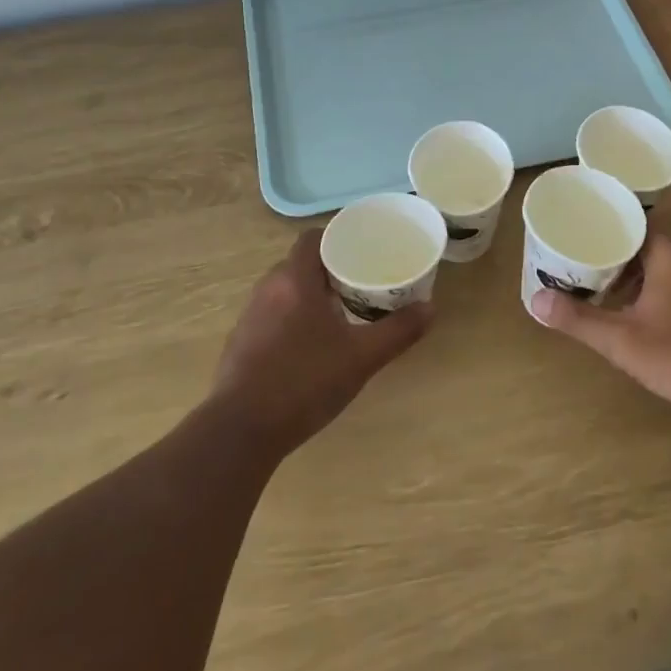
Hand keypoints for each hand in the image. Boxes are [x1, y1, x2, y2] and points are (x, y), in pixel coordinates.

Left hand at [210, 230, 432, 455]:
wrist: (241, 432)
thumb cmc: (304, 382)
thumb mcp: (361, 358)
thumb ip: (397, 331)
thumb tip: (431, 309)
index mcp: (294, 280)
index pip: (312, 239)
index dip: (337, 238)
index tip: (362, 250)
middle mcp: (267, 289)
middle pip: (300, 264)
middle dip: (329, 269)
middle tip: (360, 282)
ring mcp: (249, 318)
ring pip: (285, 291)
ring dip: (310, 295)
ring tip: (340, 312)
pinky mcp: (240, 344)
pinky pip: (271, 316)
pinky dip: (292, 319)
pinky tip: (310, 346)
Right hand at [528, 233, 670, 433]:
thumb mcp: (622, 341)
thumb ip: (578, 319)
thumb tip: (536, 301)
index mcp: (670, 252)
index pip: (632, 227)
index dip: (605, 237)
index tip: (581, 249)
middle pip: (651, 248)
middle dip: (622, 263)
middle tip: (592, 279)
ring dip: (648, 283)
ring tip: (620, 304)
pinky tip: (663, 326)